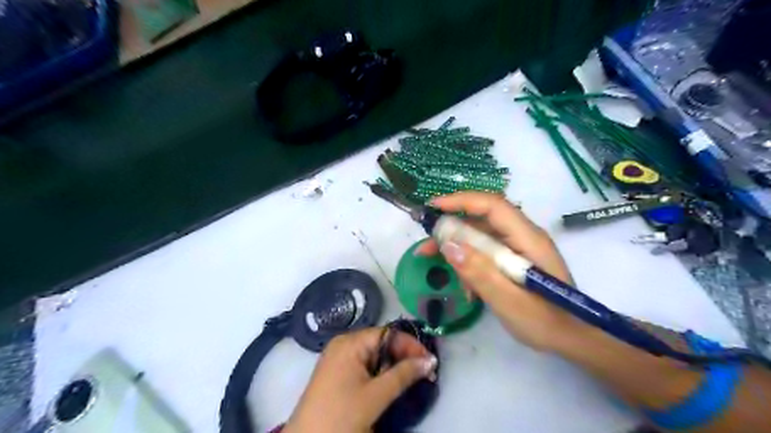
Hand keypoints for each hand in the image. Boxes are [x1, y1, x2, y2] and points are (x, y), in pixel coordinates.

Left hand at [284, 328, 438, 432]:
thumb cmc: (341, 415)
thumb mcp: (375, 396)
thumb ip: (403, 375)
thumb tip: (430, 360)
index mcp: (350, 342)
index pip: (387, 333)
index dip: (410, 345)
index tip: (430, 361)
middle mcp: (343, 344)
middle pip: (381, 342)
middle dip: (403, 356)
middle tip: (423, 372)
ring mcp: (339, 357)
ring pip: (374, 354)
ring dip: (393, 366)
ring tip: (409, 380)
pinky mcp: (337, 372)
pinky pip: (364, 364)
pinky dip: (379, 372)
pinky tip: (388, 384)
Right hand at [420, 194, 588, 352]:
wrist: (574, 339)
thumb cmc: (546, 322)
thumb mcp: (509, 302)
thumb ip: (480, 273)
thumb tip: (448, 245)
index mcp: (528, 239)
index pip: (493, 206)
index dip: (462, 201)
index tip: (433, 208)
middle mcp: (523, 236)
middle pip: (482, 220)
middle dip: (451, 229)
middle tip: (425, 246)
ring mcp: (518, 248)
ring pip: (480, 237)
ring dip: (456, 248)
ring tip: (433, 263)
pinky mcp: (514, 260)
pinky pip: (485, 253)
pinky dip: (469, 263)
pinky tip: (464, 287)